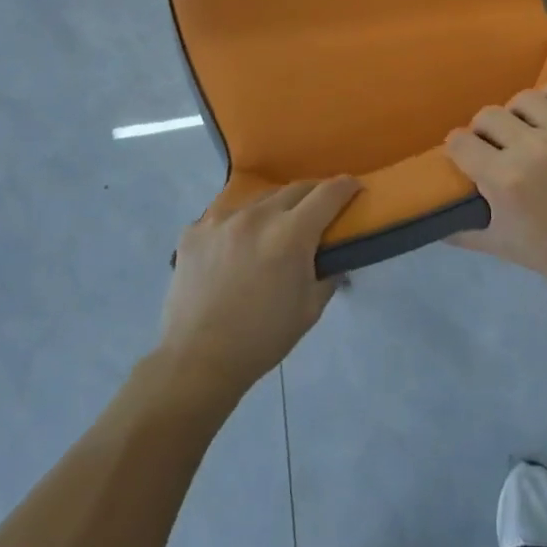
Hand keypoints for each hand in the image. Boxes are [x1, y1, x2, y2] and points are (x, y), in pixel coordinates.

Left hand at [158, 178, 360, 397]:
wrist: (198, 360)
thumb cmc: (263, 338)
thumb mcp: (310, 309)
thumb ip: (328, 274)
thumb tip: (334, 256)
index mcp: (291, 234)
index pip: (328, 194)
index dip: (346, 186)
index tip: (354, 188)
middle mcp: (257, 216)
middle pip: (295, 189)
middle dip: (313, 195)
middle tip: (318, 211)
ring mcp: (220, 220)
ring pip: (258, 201)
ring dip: (273, 211)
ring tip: (272, 233)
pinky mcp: (193, 231)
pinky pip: (223, 218)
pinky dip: (236, 227)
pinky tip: (233, 251)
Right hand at [445, 84, 546, 302]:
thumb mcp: (501, 246)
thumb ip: (463, 230)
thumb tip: (435, 221)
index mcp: (504, 178)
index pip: (460, 142)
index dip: (458, 148)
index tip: (464, 155)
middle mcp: (532, 147)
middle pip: (488, 116)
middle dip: (483, 131)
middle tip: (494, 146)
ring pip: (526, 99)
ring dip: (518, 114)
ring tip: (526, 128)